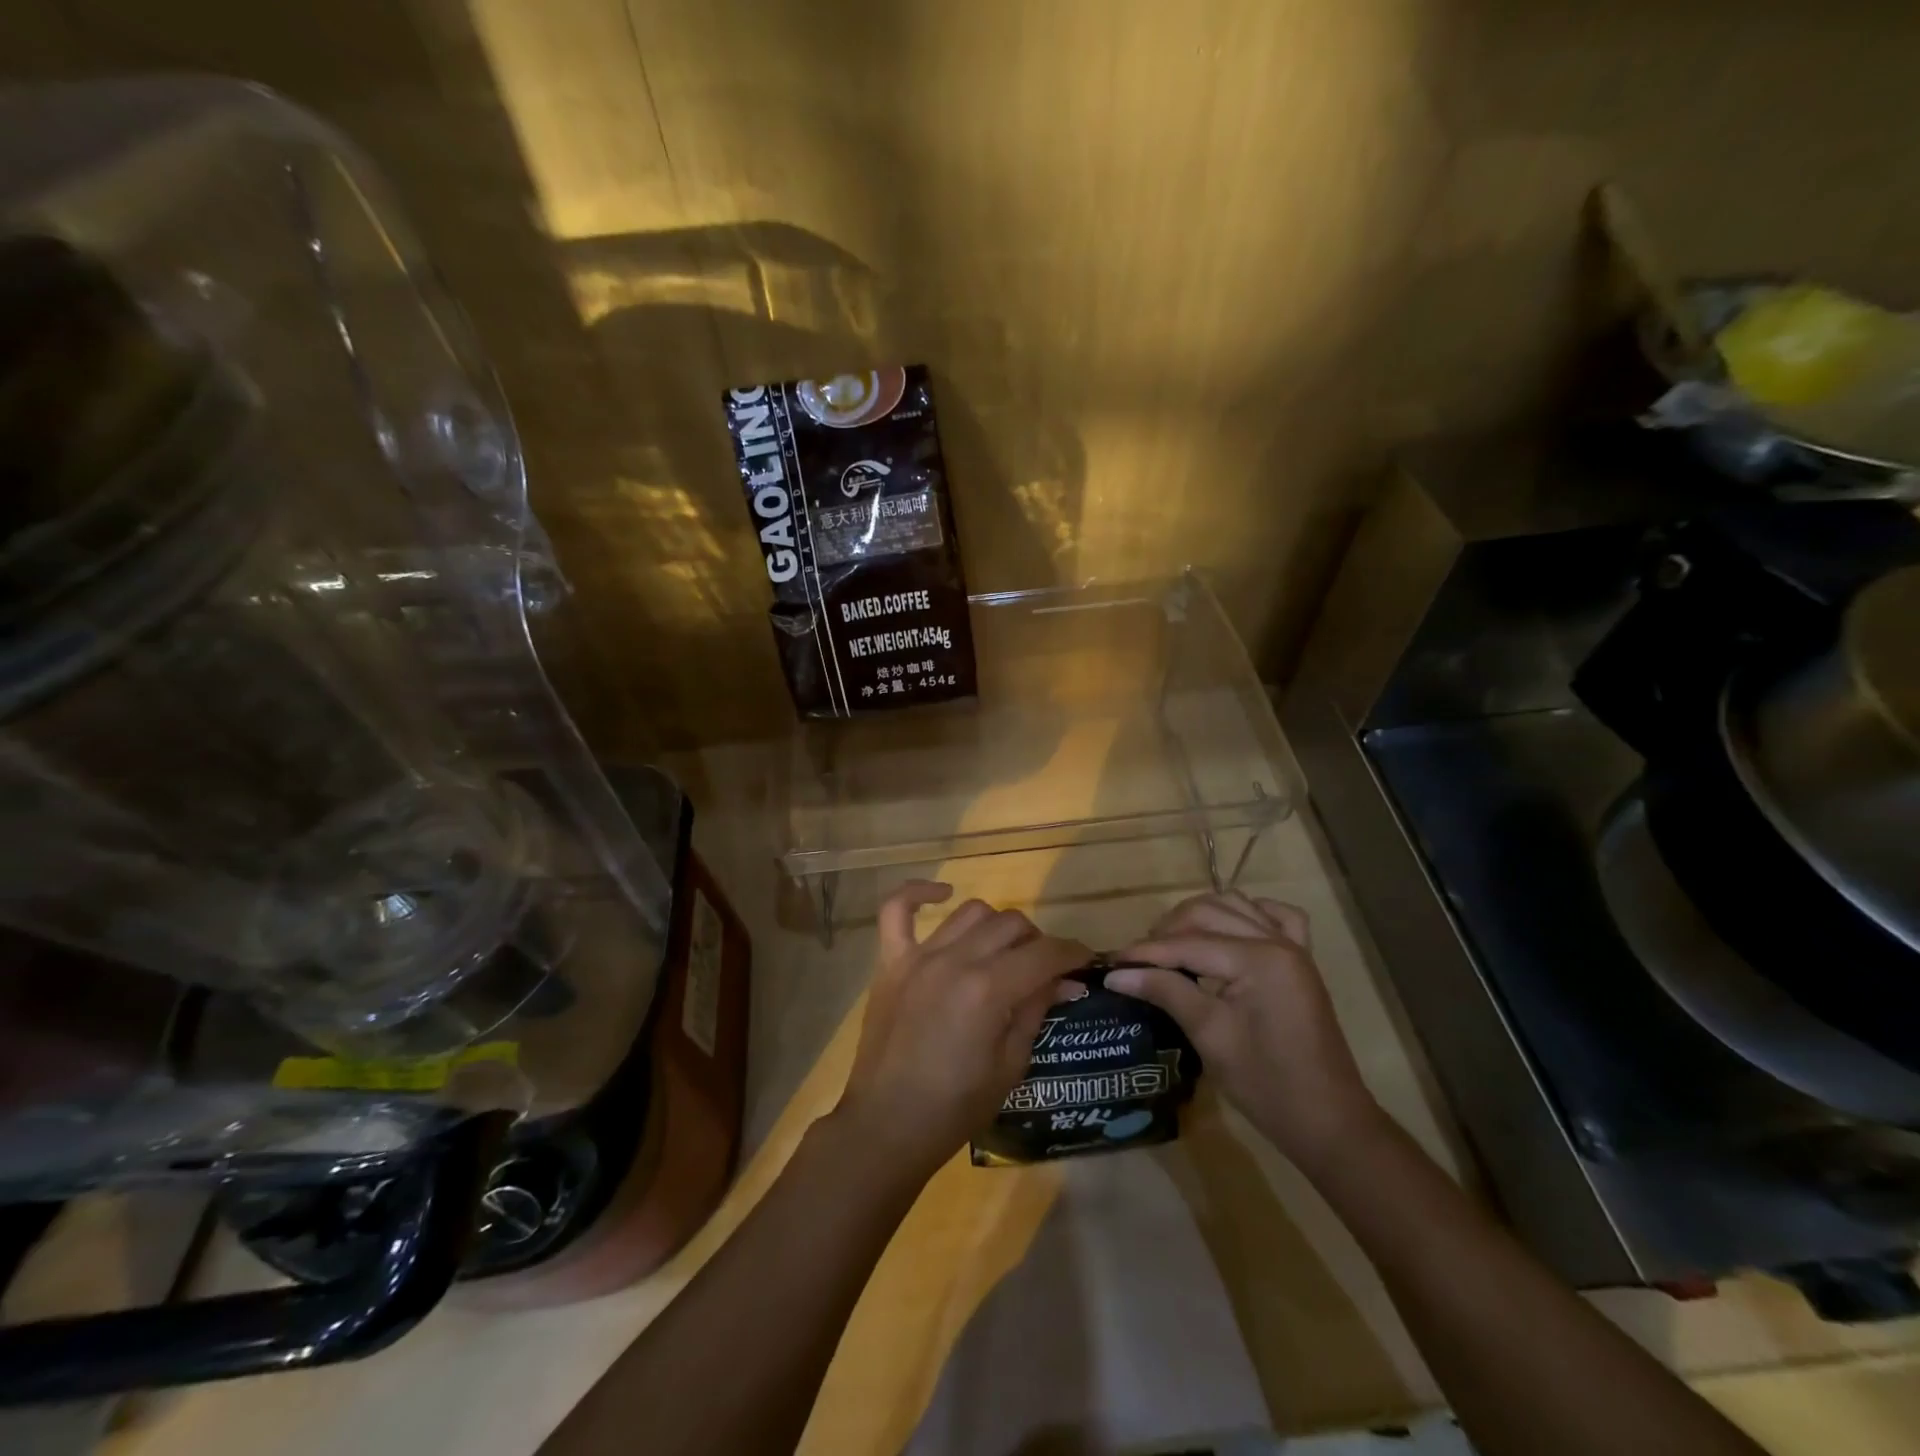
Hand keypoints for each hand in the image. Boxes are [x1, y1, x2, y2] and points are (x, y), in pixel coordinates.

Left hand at [836, 881, 1088, 1178]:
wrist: (886, 1126)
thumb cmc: (955, 1108)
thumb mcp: (1011, 1066)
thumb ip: (1035, 1010)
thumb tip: (1061, 980)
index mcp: (989, 990)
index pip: (1044, 953)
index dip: (1072, 954)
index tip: (1084, 961)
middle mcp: (955, 960)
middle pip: (1011, 925)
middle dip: (1037, 942)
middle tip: (1043, 969)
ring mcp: (919, 956)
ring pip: (970, 913)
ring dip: (995, 926)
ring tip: (1002, 951)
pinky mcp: (890, 962)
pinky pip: (897, 910)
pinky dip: (918, 893)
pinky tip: (943, 893)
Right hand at [1106, 892, 1382, 1172]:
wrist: (1328, 1122)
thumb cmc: (1266, 1085)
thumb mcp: (1210, 1036)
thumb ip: (1166, 991)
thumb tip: (1116, 973)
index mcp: (1258, 959)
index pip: (1188, 943)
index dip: (1146, 952)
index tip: (1111, 963)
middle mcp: (1276, 940)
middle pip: (1207, 913)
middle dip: (1168, 931)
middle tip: (1139, 960)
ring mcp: (1293, 947)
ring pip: (1235, 906)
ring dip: (1199, 917)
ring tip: (1172, 945)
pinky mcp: (1300, 960)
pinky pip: (1275, 916)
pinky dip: (1246, 914)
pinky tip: (1227, 931)